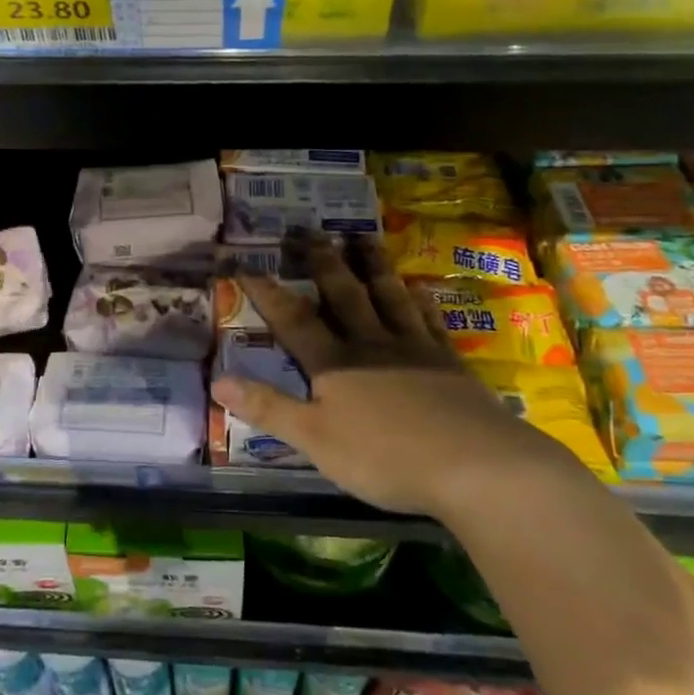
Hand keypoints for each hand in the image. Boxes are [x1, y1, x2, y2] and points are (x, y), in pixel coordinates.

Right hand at [211, 236, 554, 517]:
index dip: (267, 291)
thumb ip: (268, 408)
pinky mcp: (450, 362)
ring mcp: (415, 348)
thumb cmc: (386, 458)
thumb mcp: (316, 440)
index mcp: (335, 364)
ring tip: (362, 237)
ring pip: (388, 296)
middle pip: (343, 294)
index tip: (246, 261)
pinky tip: (419, 288)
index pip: (293, 320)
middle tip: (310, 229)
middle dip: (322, 261)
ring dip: (372, 265)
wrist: (476, 465)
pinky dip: (421, 301)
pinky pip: (430, 321)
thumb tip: (217, 381)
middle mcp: (371, 344)